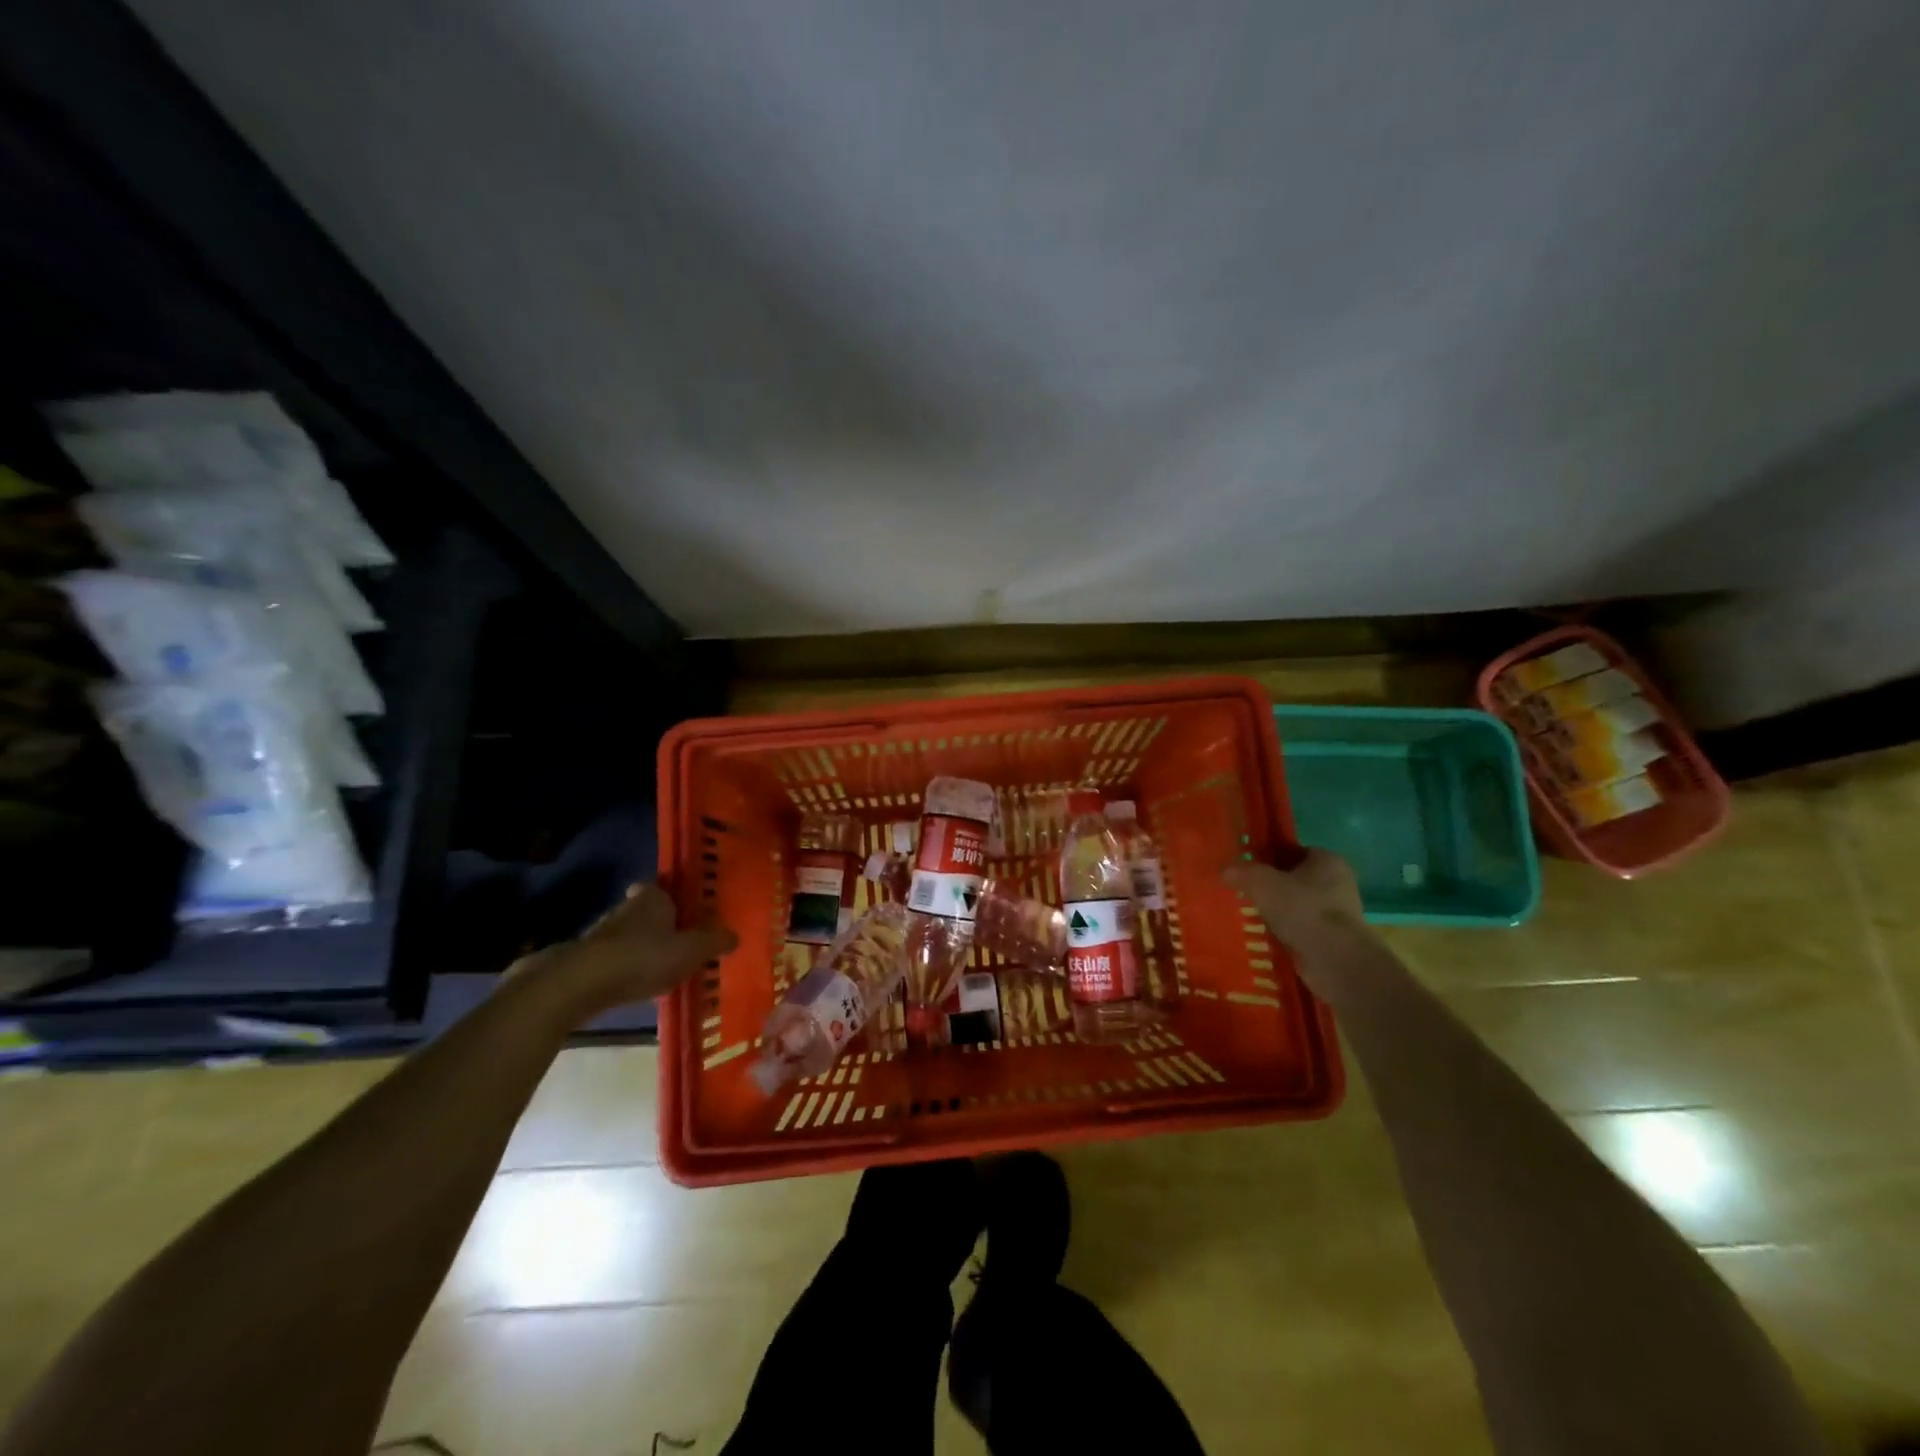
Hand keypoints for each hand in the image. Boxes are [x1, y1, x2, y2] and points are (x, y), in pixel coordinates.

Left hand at [513, 883, 737, 1018]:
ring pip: (627, 935)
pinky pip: (612, 959)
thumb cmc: (644, 957)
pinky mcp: (584, 958)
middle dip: (659, 924)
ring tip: (659, 968)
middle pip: (646, 911)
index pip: (665, 888)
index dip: (675, 899)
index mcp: (653, 897)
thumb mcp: (691, 951)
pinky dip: (623, 968)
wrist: (581, 984)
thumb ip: (714, 942)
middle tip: (678, 942)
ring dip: (640, 947)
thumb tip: (736, 935)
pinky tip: (633, 985)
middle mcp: (626, 907)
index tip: (687, 914)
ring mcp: (601, 932)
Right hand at [1224, 850, 1365, 952]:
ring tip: (1252, 915)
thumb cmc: (1301, 909)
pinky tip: (1267, 935)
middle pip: (1295, 878)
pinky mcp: (1334, 938)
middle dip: (1271, 885)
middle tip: (1245, 891)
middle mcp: (1338, 882)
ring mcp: (1339, 912)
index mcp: (1327, 860)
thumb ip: (1241, 872)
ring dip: (1278, 910)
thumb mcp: (1261, 882)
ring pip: (1298, 904)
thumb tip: (1225, 870)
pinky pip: (1302, 927)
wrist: (1334, 960)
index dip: (1268, 856)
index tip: (1247, 867)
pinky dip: (1286, 930)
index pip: (1292, 850)